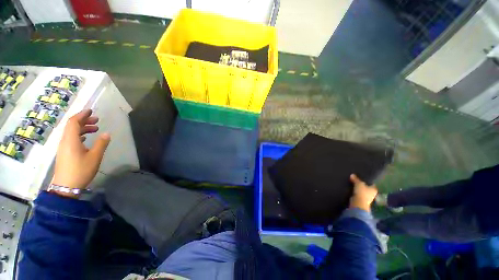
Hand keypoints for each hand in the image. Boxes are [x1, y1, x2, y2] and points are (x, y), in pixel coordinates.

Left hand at [51, 109, 110, 197]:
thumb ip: (101, 144)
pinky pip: (71, 139)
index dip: (82, 115)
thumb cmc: (81, 170)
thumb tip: (107, 134)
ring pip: (71, 132)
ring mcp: (63, 147)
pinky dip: (79, 135)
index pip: (73, 122)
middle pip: (72, 126)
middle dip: (84, 120)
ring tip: (95, 129)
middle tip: (97, 120)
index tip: (91, 111)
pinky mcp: (64, 152)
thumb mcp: (95, 157)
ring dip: (82, 128)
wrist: (66, 186)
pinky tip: (86, 138)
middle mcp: (64, 141)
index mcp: (70, 140)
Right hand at [349, 174, 377, 211]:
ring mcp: (366, 197)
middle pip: (366, 187)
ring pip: (362, 191)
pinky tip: (351, 188)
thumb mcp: (358, 183)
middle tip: (356, 179)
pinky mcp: (361, 200)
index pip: (371, 183)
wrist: (358, 203)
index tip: (362, 177)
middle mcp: (372, 193)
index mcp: (374, 189)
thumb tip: (352, 175)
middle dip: (362, 184)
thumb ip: (356, 179)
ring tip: (352, 183)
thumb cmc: (362, 193)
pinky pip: (358, 193)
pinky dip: (355, 191)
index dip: (367, 180)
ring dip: (358, 188)